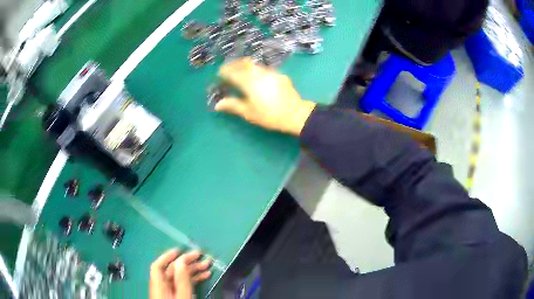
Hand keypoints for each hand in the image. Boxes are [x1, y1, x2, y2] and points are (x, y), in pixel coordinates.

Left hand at [150, 249, 211, 298]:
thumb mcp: (182, 297)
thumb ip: (181, 280)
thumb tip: (181, 261)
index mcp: (159, 286)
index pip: (158, 267)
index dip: (167, 256)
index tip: (181, 250)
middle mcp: (163, 288)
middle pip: (171, 271)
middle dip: (186, 262)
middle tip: (201, 256)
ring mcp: (170, 293)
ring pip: (180, 277)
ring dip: (193, 270)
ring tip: (207, 265)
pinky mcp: (177, 297)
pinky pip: (185, 285)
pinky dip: (194, 279)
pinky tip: (205, 276)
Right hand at [215, 57, 316, 135]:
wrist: (295, 114)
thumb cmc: (270, 115)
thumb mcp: (249, 113)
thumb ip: (233, 105)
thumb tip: (217, 104)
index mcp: (249, 83)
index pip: (234, 73)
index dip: (225, 71)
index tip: (220, 72)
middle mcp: (259, 74)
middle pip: (244, 65)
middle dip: (235, 64)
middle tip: (228, 67)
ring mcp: (271, 73)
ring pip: (255, 65)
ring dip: (246, 65)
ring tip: (241, 68)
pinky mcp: (280, 75)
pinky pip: (265, 69)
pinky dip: (257, 69)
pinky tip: (258, 75)